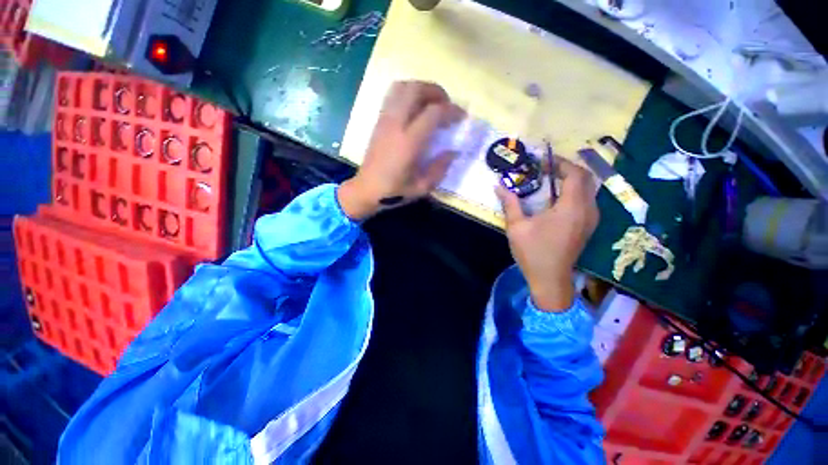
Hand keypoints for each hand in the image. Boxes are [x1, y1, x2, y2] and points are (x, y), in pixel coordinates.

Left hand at [338, 81, 462, 219]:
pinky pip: (393, 96)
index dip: (451, 110)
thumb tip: (454, 152)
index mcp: (408, 143)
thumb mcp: (422, 187)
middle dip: (436, 91)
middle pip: (416, 90)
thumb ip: (440, 168)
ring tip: (431, 103)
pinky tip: (415, 109)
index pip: (433, 113)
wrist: (366, 189)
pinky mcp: (378, 121)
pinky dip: (408, 94)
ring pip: (402, 87)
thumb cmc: (394, 191)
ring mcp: (384, 120)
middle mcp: (395, 125)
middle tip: (447, 105)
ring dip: (421, 89)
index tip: (461, 117)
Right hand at [496, 157, 598, 311]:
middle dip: (566, 169)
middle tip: (545, 169)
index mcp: (571, 208)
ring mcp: (591, 219)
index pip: (575, 174)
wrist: (550, 279)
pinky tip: (556, 198)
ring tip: (549, 180)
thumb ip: (510, 203)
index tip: (542, 162)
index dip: (560, 163)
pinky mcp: (588, 226)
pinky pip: (586, 200)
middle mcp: (588, 210)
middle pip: (586, 178)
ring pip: (588, 189)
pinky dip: (574, 192)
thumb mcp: (516, 226)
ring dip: (571, 180)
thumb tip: (498, 186)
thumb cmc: (533, 252)